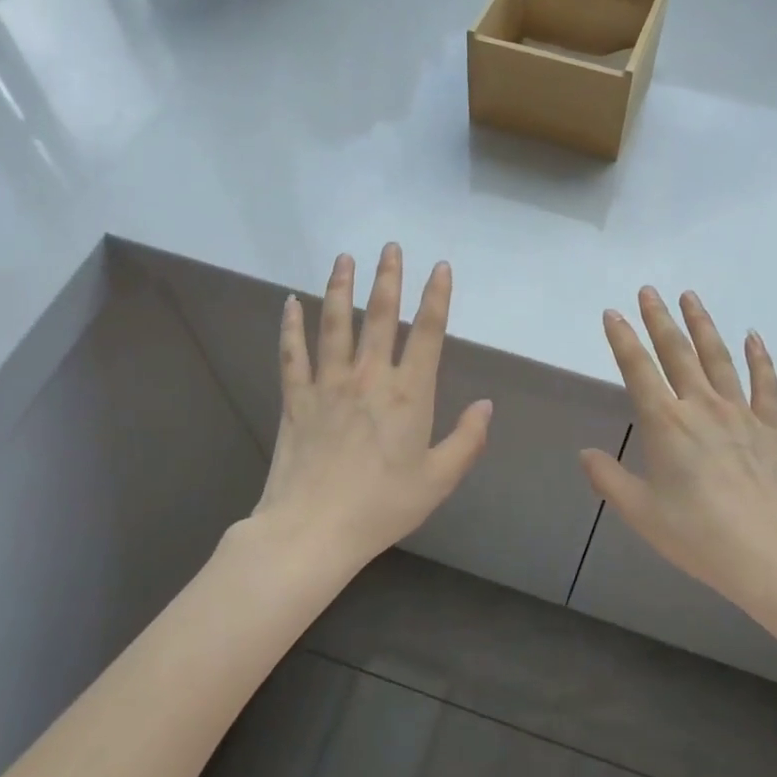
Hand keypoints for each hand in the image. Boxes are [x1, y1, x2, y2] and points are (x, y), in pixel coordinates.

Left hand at [250, 244, 491, 572]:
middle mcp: (369, 377)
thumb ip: (467, 439)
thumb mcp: (438, 479)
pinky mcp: (296, 398)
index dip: (436, 296)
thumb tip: (486, 405)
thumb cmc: (382, 507)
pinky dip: (291, 326)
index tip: (439, 267)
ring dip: (341, 288)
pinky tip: (290, 302)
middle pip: (380, 315)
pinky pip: (293, 353)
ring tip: (345, 258)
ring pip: (335, 323)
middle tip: (390, 247)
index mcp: (408, 393)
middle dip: (388, 278)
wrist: (313, 529)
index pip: (426, 332)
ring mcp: (328, 383)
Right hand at [582, 287, 776, 615]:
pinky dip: (759, 357)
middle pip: (677, 352)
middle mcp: (701, 407)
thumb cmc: (698, 536)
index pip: (638, 370)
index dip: (623, 340)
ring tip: (690, 297)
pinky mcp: (771, 427)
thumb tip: (586, 453)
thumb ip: (609, 479)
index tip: (612, 314)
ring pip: (718, 357)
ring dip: (702, 325)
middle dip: (659, 319)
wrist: (771, 555)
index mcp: (665, 424)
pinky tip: (753, 336)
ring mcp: (740, 413)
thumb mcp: (641, 513)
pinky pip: (765, 384)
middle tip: (648, 291)